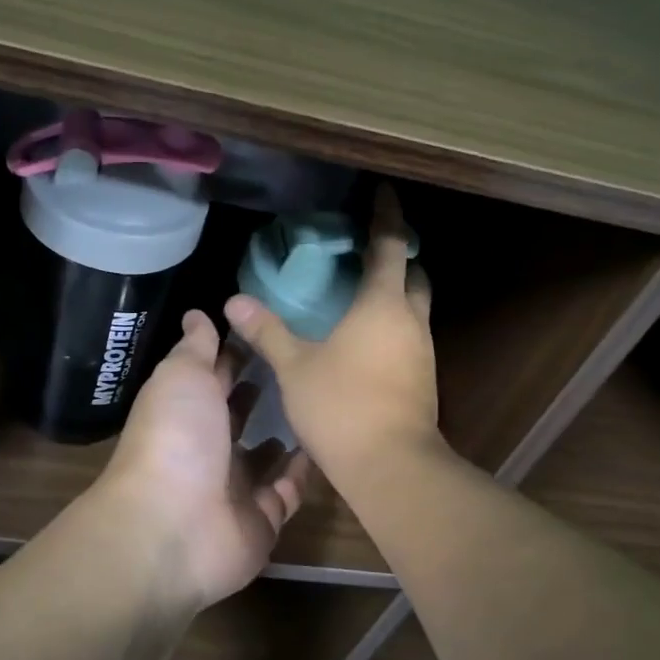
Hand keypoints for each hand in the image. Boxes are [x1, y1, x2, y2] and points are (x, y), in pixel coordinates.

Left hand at [98, 310, 312, 609]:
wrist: (174, 525)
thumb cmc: (177, 438)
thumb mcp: (183, 376)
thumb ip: (196, 346)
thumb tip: (197, 313)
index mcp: (186, 411)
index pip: (214, 377)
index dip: (236, 353)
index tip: (270, 328)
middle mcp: (208, 448)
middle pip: (238, 417)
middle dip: (261, 394)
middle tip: (301, 366)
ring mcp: (235, 488)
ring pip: (264, 458)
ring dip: (285, 436)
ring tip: (317, 407)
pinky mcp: (261, 520)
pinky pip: (287, 493)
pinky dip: (304, 474)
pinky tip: (325, 446)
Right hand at [225, 186, 440, 490]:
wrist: (391, 466)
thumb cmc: (342, 406)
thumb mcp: (295, 367)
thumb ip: (267, 331)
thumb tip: (234, 302)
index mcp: (383, 305)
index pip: (390, 245)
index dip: (388, 216)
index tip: (385, 193)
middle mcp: (411, 321)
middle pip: (415, 275)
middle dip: (398, 257)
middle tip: (369, 250)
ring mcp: (423, 352)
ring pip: (416, 309)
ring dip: (397, 294)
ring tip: (361, 293)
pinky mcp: (424, 380)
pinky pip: (411, 337)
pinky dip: (394, 325)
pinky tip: (366, 340)